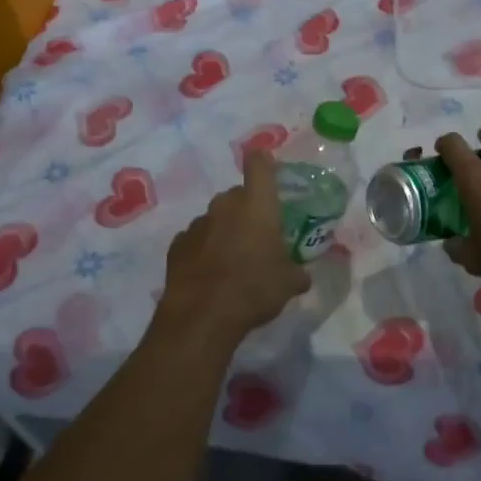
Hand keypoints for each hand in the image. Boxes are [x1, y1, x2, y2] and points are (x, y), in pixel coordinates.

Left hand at [157, 149, 310, 347]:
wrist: (201, 318)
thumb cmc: (253, 290)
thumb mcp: (288, 284)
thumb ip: (297, 272)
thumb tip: (302, 275)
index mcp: (257, 205)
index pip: (259, 164)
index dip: (264, 162)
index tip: (269, 169)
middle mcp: (225, 206)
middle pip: (238, 195)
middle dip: (248, 210)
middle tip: (259, 235)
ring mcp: (197, 224)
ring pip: (216, 218)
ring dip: (225, 230)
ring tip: (234, 259)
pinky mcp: (177, 245)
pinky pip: (197, 239)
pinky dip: (204, 249)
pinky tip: (211, 273)